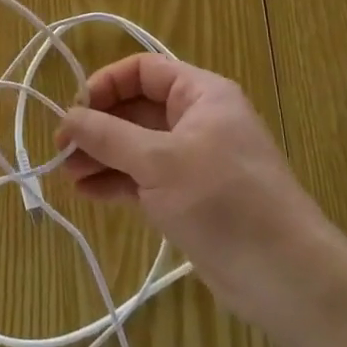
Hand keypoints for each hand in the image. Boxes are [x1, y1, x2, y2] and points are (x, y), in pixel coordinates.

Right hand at [54, 53, 331, 305]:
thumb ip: (108, 136)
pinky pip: (143, 178)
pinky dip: (116, 182)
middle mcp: (196, 120)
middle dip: (97, 126)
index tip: (75, 110)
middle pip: (135, 109)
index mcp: (201, 94)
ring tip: (67, 175)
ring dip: (101, 156)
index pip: (143, 70)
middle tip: (61, 149)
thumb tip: (67, 118)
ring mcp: (192, 160)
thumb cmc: (223, 200)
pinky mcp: (188, 197)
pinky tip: (88, 193)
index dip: (105, 84)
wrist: (286, 276)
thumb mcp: (159, 162)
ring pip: (135, 146)